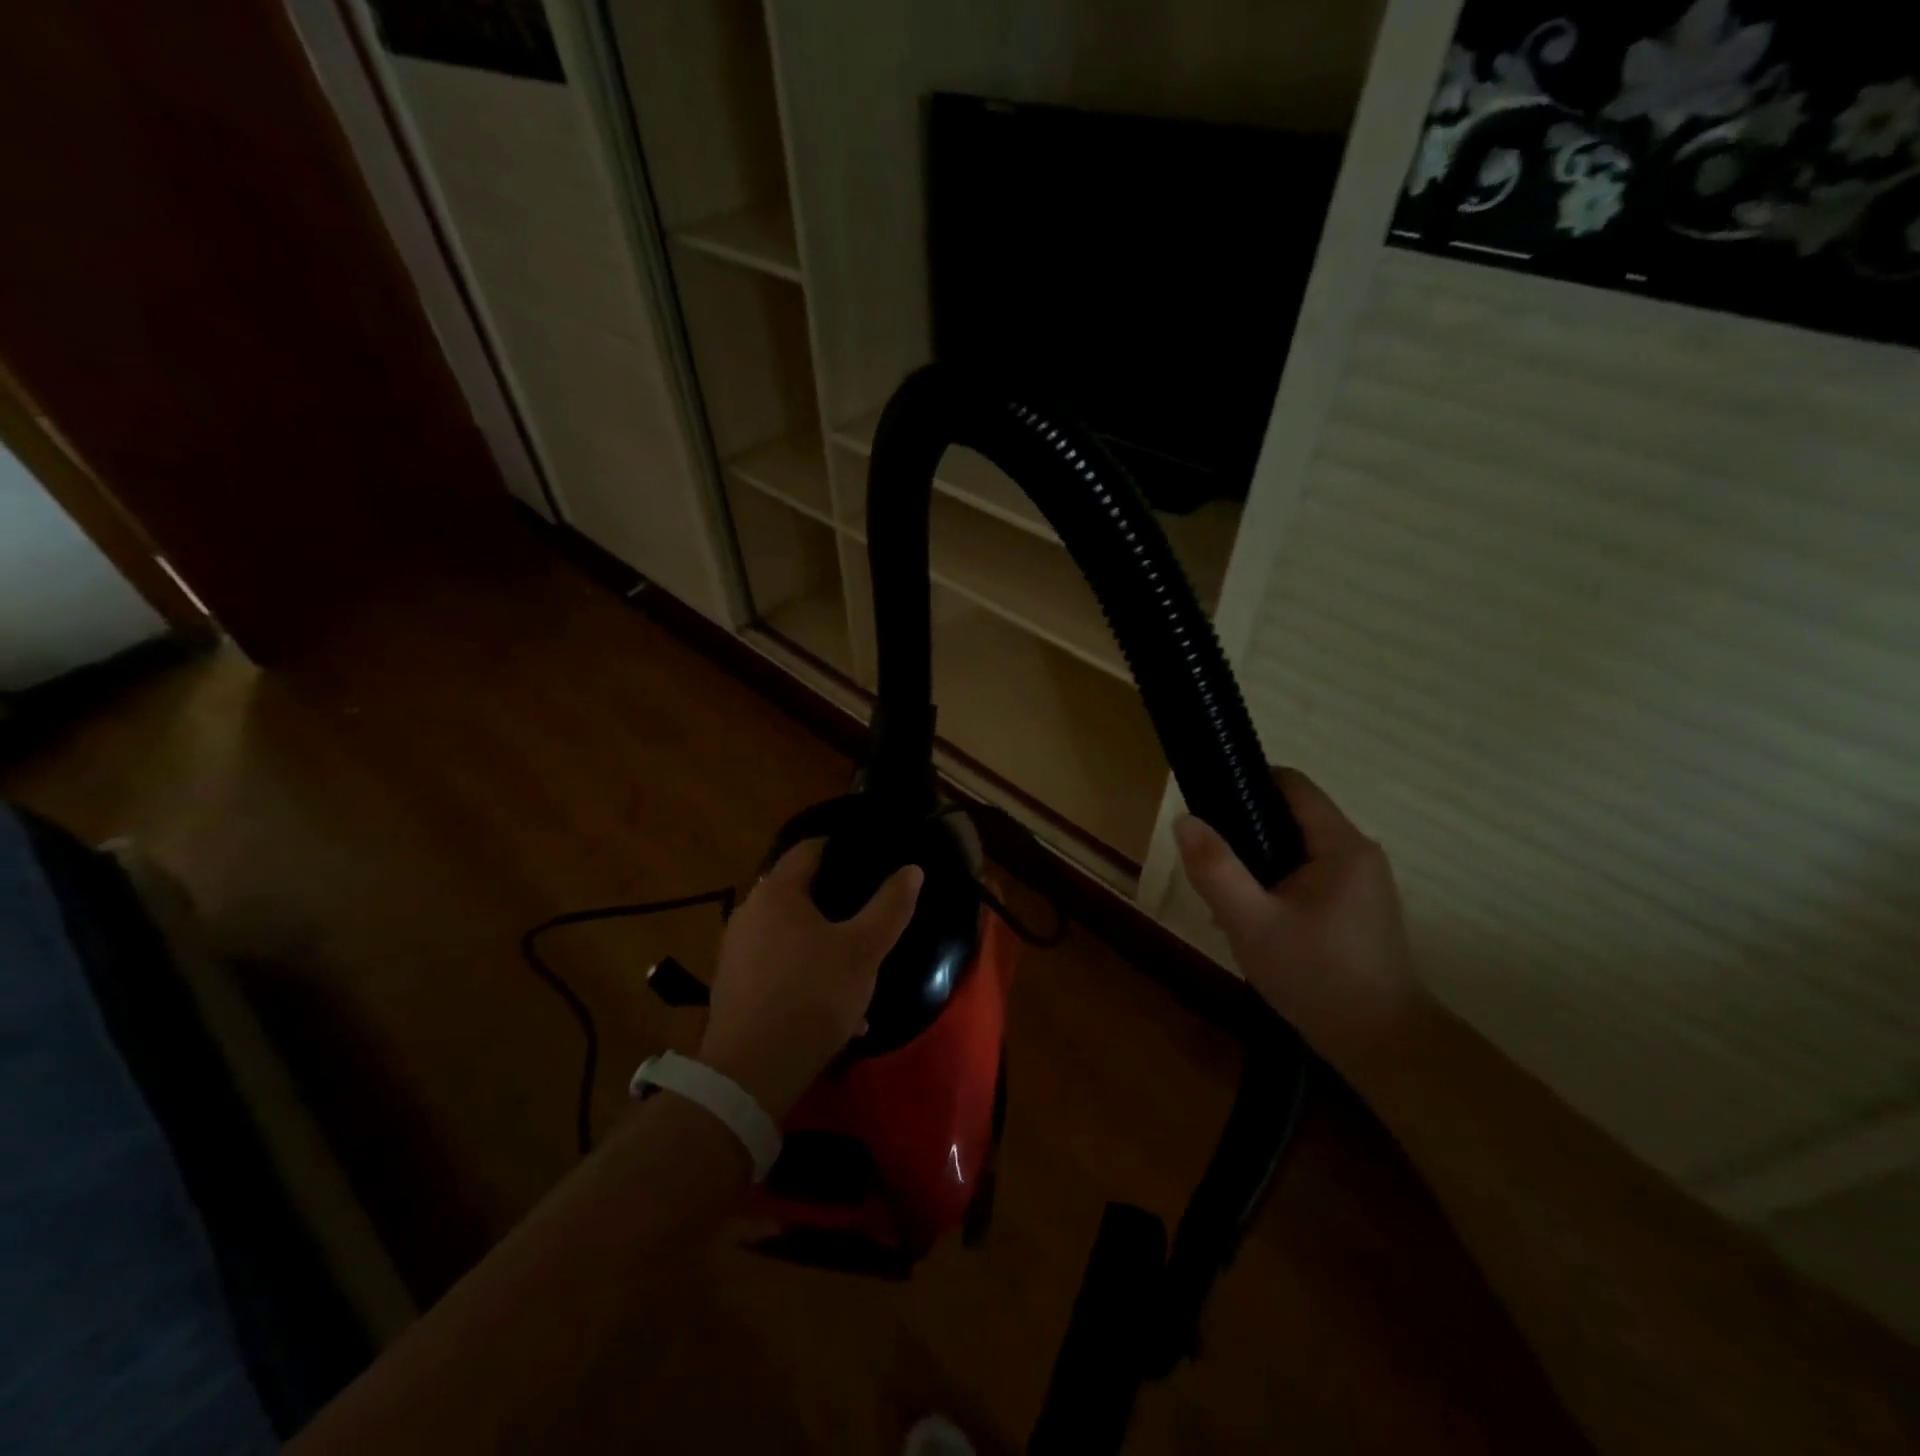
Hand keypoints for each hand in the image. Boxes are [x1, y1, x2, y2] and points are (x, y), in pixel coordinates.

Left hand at [697, 840, 922, 1118]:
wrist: (752, 1071)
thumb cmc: (813, 995)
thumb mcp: (864, 950)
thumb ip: (890, 906)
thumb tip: (911, 869)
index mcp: (777, 892)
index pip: (808, 849)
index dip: (840, 847)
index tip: (868, 857)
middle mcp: (749, 912)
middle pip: (796, 891)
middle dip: (832, 900)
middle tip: (866, 910)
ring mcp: (735, 950)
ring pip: (787, 933)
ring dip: (819, 942)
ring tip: (854, 964)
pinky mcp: (731, 986)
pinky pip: (775, 966)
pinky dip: (802, 973)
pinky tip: (831, 1005)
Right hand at [1174, 769, 1422, 1071]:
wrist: (1382, 1046)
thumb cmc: (1317, 978)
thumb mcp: (1251, 923)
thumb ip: (1215, 869)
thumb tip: (1184, 819)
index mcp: (1340, 845)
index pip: (1291, 784)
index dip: (1246, 783)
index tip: (1208, 806)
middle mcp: (1358, 852)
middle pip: (1291, 816)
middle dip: (1245, 834)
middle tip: (1210, 868)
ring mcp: (1362, 881)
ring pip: (1297, 849)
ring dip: (1258, 864)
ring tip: (1227, 902)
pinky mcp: (1359, 907)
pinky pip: (1309, 876)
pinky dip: (1278, 885)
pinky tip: (1256, 922)